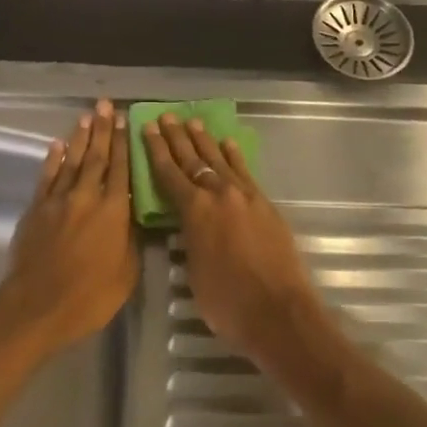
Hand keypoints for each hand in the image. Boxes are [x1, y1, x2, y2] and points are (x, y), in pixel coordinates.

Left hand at [0, 99, 138, 356]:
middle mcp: (87, 196)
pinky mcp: (36, 209)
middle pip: (96, 156)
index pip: (121, 167)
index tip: (126, 120)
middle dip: (103, 129)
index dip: (124, 142)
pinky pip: (47, 177)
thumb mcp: (127, 273)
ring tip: (86, 116)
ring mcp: (59, 200)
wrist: (36, 307)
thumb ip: (132, 240)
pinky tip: (57, 145)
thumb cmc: (89, 297)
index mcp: (114, 210)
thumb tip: (134, 218)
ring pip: (71, 160)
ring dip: (80, 137)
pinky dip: (52, 160)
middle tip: (106, 105)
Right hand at [140, 115, 332, 371]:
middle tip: (166, 116)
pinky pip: (244, 172)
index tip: (148, 128)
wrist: (278, 310)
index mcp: (194, 211)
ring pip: (219, 160)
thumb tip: (190, 226)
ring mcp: (244, 195)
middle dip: (177, 138)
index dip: (156, 150)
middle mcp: (217, 194)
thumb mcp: (194, 272)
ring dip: (204, 141)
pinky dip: (234, 156)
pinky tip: (228, 144)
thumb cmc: (227, 302)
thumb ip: (189, 240)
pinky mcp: (264, 202)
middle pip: (193, 160)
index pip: (169, 173)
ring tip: (193, 122)